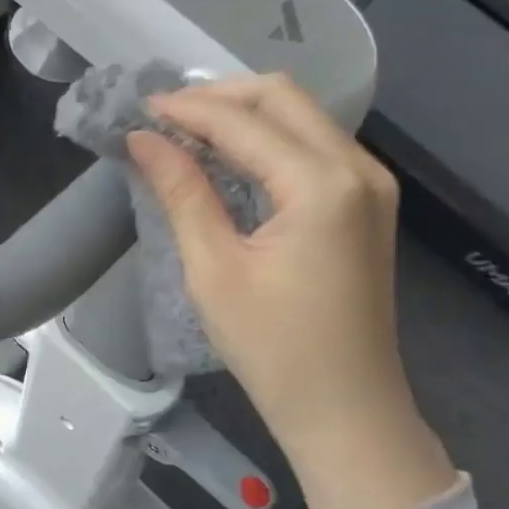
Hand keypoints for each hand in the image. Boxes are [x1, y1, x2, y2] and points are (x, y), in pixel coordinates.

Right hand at [127, 74, 455, 508]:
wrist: (347, 411)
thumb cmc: (274, 349)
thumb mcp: (214, 269)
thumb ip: (182, 191)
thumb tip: (143, 139)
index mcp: (322, 185)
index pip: (243, 121)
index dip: (186, 109)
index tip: (138, 109)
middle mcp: (358, 168)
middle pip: (282, 98)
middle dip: (218, 97)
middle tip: (163, 117)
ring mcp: (371, 183)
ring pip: (302, 115)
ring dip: (243, 114)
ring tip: (187, 131)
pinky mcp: (368, 202)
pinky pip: (314, 145)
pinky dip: (268, 139)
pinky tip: (230, 156)